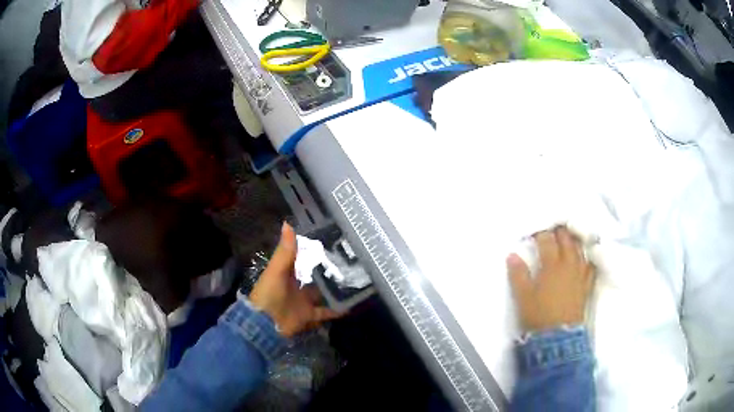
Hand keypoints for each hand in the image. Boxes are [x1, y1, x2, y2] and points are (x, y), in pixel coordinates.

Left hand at [249, 222, 341, 337]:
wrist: (265, 323)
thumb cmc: (269, 293)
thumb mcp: (276, 270)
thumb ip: (285, 250)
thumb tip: (287, 223)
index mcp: (287, 273)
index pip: (302, 259)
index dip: (314, 252)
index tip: (332, 243)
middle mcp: (296, 286)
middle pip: (315, 277)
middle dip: (328, 271)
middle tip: (350, 263)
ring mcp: (303, 301)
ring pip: (322, 294)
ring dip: (335, 290)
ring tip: (355, 281)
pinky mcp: (309, 315)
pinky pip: (325, 312)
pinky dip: (337, 310)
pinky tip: (351, 304)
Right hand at [507, 226, 594, 331]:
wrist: (557, 337)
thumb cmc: (538, 315)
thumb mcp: (523, 296)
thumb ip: (518, 274)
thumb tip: (512, 255)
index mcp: (552, 265)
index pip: (547, 241)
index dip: (541, 234)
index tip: (534, 233)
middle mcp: (568, 265)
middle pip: (566, 240)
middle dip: (559, 232)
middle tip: (553, 228)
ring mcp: (580, 274)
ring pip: (579, 250)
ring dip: (574, 240)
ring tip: (569, 236)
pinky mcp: (586, 285)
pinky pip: (590, 266)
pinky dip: (587, 258)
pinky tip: (585, 257)